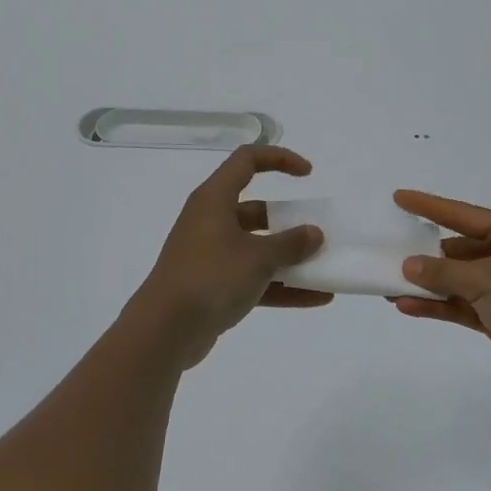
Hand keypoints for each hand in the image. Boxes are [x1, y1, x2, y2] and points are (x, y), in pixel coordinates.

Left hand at [130, 146, 330, 361]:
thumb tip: (313, 233)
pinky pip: (253, 279)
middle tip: (317, 232)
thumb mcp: (258, 257)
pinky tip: (316, 299)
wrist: (165, 330)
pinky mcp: (213, 286)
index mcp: (214, 199)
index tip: (308, 174)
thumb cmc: (211, 277)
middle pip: (256, 210)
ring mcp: (211, 256)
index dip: (279, 159)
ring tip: (325, 268)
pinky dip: (281, 286)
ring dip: (289, 258)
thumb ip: (290, 243)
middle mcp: (210, 222)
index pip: (247, 160)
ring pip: (257, 248)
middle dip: (289, 221)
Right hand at [389, 190, 490, 403]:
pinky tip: (408, 306)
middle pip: (460, 249)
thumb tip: (408, 265)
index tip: (400, 198)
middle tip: (391, 252)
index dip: (430, 206)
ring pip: (459, 281)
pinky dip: (439, 306)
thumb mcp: (485, 280)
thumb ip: (443, 272)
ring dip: (429, 284)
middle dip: (427, 254)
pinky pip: (463, 306)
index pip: (464, 215)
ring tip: (390, 285)